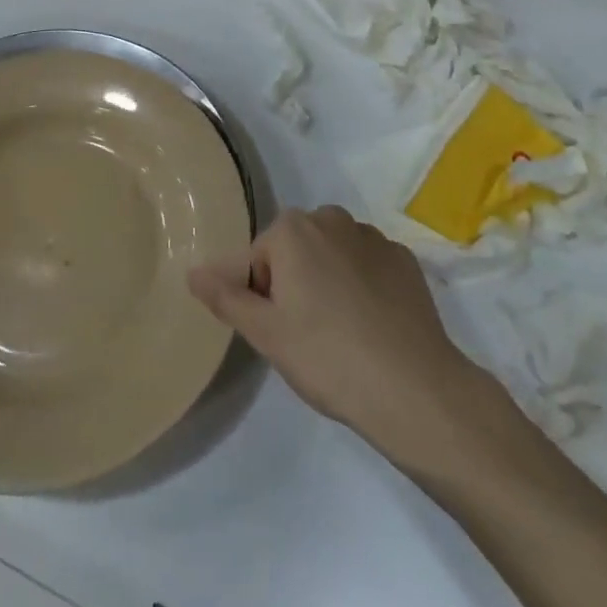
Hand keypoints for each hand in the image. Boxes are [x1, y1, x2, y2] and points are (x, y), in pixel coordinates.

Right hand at [189, 206, 496, 466]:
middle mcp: (333, 218)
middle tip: (304, 334)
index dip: (261, 296)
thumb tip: (192, 271)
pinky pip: (369, 266)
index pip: (258, 258)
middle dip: (293, 282)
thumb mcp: (265, 333)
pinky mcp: (406, 260)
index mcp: (294, 229)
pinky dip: (364, 286)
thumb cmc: (327, 356)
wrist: (413, 388)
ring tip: (340, 333)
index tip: (279, 332)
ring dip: (328, 281)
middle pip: (296, 249)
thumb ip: (225, 296)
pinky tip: (372, 326)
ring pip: (334, 254)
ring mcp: (374, 237)